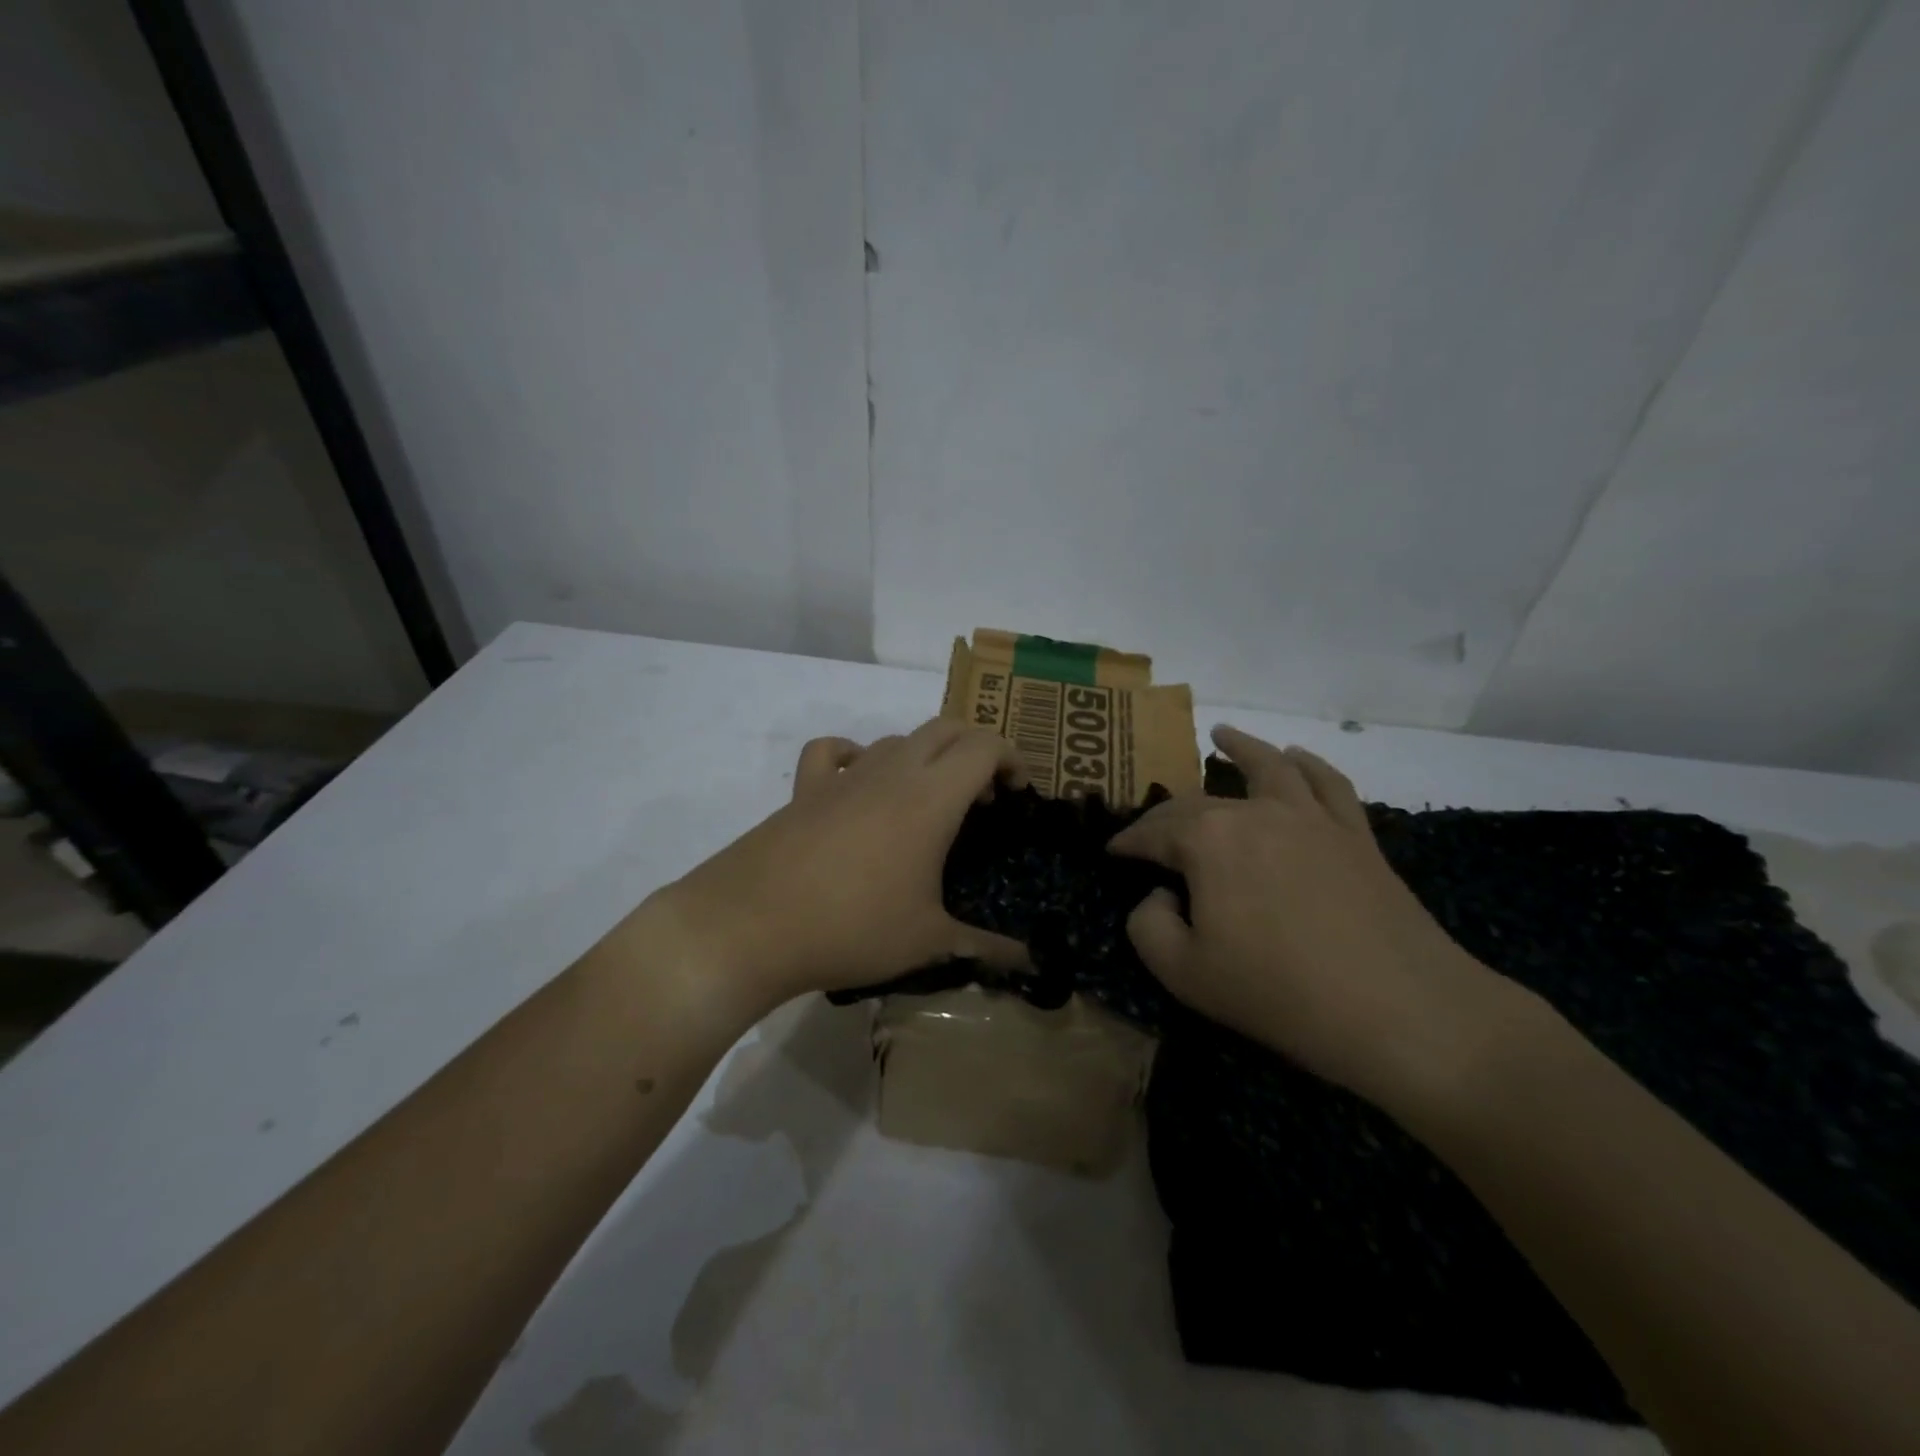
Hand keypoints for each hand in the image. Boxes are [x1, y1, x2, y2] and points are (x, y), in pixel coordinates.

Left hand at [654, 719, 1029, 1014]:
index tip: (1019, 793)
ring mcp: (844, 776)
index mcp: (930, 798)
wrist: (751, 925)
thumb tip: (1028, 963)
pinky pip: (833, 751)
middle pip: (945, 728)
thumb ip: (984, 947)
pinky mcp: (804, 789)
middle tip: (984, 795)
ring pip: (897, 738)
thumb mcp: (927, 942)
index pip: (983, 746)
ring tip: (930, 799)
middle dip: (975, 749)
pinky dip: (856, 755)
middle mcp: (890, 771)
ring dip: (925, 756)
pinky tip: (859, 782)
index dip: (1012, 759)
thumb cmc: (852, 928)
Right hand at [1108, 725, 1529, 1107]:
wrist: (1401, 1012)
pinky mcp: (1356, 835)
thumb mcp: (1183, 972)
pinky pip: (1328, 784)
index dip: (1127, 842)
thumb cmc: (1279, 993)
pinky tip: (1297, 756)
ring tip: (1222, 734)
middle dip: (1167, 812)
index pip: (1153, 831)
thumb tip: (1163, 894)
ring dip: (1242, 747)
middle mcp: (1256, 813)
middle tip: (1152, 830)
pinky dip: (1309, 764)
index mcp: (1208, 840)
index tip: (1112, 853)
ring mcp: (1311, 818)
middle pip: (1199, 800)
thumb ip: (1148, 925)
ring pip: (1269, 766)